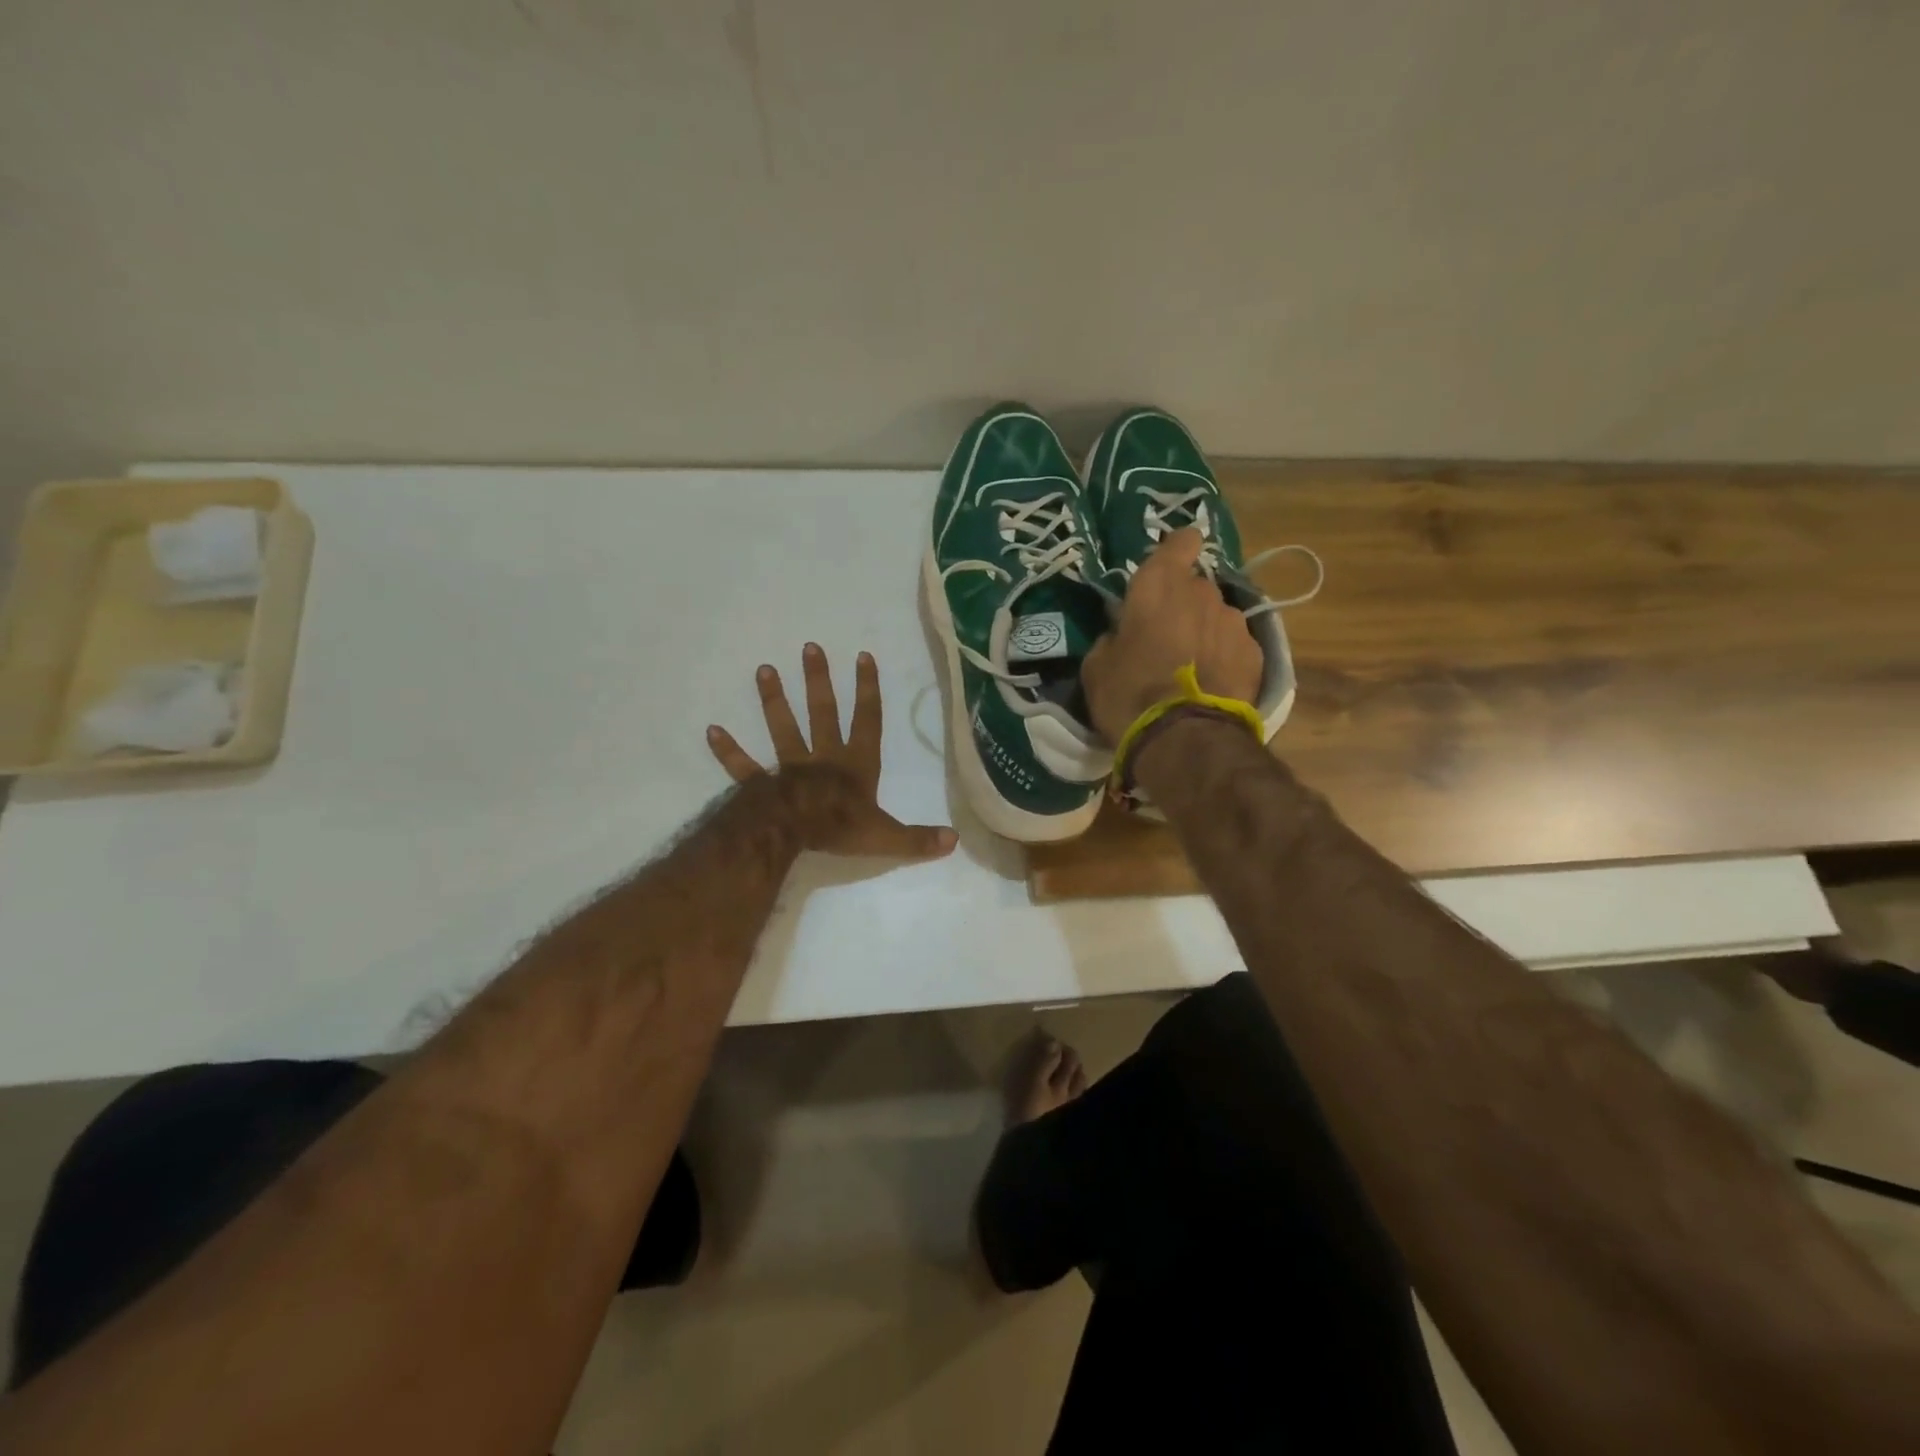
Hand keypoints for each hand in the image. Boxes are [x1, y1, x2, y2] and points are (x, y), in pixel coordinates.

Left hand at [707, 643, 957, 859]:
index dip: (867, 689)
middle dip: (818, 680)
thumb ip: (918, 838)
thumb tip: (953, 841)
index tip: (862, 656)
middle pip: (821, 712)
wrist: (791, 832)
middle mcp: (823, 758)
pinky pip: (743, 765)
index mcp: (855, 765)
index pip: (866, 720)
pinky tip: (711, 730)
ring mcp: (789, 767)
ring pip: (782, 728)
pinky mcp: (761, 783)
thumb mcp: (886, 836)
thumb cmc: (839, 828)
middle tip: (809, 648)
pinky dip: (728, 750)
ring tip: (763, 669)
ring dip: (773, 700)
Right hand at [1081, 528, 1263, 741]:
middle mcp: (1202, 592)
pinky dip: (1223, 657)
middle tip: (1164, 637)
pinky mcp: (1255, 653)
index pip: (1180, 542)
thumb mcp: (1097, 666)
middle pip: (1195, 585)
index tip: (1166, 568)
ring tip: (1191, 667)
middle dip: (1182, 604)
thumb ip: (1112, 637)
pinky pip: (1234, 645)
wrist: (1184, 739)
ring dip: (1204, 631)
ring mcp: (1233, 621)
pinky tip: (1210, 684)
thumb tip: (1122, 634)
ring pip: (1216, 616)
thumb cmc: (1129, 695)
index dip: (1175, 551)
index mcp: (1158, 585)